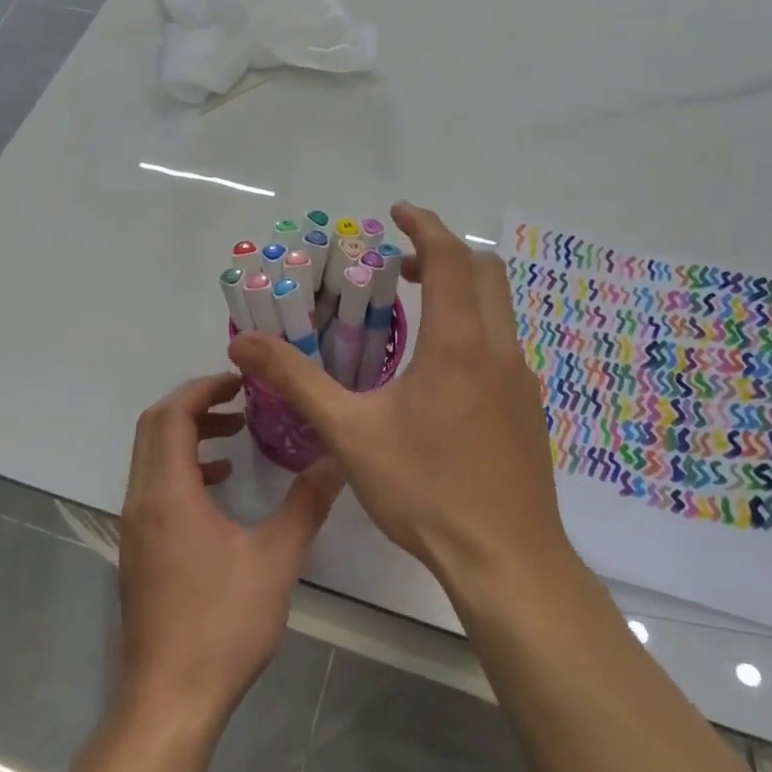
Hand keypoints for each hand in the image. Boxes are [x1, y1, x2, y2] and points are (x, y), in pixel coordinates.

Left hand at [117, 372, 343, 730]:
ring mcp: (135, 527)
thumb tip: (336, 460)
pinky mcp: (138, 550)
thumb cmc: (222, 625)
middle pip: (154, 428)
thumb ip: (306, 504)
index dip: (203, 388)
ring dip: (188, 437)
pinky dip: (183, 470)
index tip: (241, 381)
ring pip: (152, 458)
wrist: (170, 699)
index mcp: (168, 494)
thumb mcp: (276, 560)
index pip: (172, 415)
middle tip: (239, 400)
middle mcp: (141, 501)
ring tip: (237, 438)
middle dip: (195, 405)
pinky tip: (220, 488)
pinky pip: (154, 487)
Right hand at [228, 204, 568, 592]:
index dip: (423, 226)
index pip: (450, 258)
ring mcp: (522, 381)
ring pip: (499, 310)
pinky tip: (439, 374)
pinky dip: (473, 329)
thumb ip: (298, 380)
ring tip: (414, 312)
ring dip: (461, 292)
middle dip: (443, 255)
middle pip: (485, 273)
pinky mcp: (528, 410)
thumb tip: (242, 345)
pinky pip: (502, 346)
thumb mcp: (350, 433)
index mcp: (459, 343)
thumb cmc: (425, 490)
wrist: (505, 559)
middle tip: (399, 267)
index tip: (395, 212)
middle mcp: (499, 350)